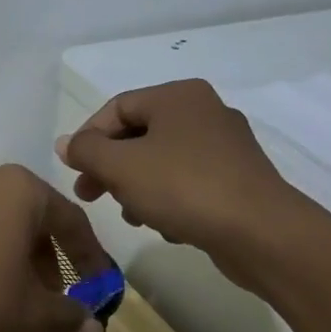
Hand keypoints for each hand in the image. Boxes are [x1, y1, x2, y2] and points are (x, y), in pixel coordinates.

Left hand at [0, 164, 113, 331]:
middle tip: (47, 295)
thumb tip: (91, 326)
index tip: (97, 285)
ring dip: (0, 251)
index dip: (88, 256)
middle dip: (41, 255)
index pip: (68, 219)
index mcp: (16, 190)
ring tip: (2, 292)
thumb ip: (67, 316)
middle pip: (23, 215)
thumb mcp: (31, 316)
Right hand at [55, 79, 305, 278]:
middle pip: (138, 136)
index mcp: (178, 96)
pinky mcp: (238, 180)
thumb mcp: (120, 166)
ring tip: (131, 216)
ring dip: (136, 188)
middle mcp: (204, 111)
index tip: (74, 171)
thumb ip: (86, 151)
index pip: (116, 108)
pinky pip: (188, 182)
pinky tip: (164, 226)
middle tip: (89, 195)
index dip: (87, 138)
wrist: (264, 235)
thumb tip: (66, 144)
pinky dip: (168, 199)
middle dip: (110, 168)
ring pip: (161, 162)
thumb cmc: (183, 187)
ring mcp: (226, 146)